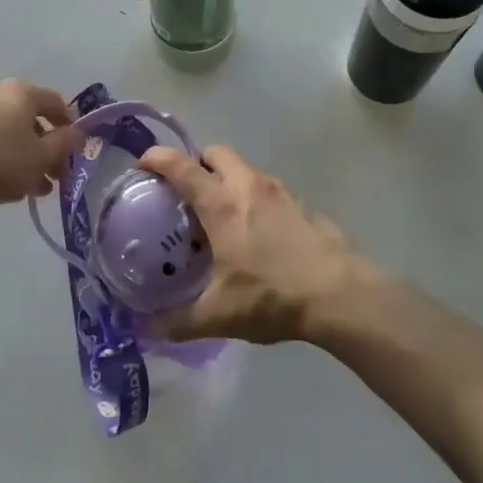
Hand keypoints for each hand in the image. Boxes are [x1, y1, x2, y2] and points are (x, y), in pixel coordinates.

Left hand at [0, 80, 79, 205]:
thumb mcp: (40, 157)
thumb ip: (64, 145)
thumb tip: (78, 134)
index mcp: (23, 92)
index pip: (57, 103)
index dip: (70, 128)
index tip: (73, 153)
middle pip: (30, 119)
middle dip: (44, 149)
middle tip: (51, 178)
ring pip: (7, 130)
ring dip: (21, 156)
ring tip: (26, 188)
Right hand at [137, 144, 375, 344]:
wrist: (340, 295)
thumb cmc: (272, 296)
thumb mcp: (219, 315)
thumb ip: (178, 321)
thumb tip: (146, 329)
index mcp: (222, 205)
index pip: (181, 167)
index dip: (157, 159)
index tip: (142, 166)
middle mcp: (249, 187)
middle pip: (216, 153)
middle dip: (197, 162)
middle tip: (188, 192)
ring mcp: (281, 192)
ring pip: (246, 168)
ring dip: (229, 179)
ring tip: (222, 215)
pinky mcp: (304, 204)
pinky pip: (270, 189)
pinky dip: (256, 198)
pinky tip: (259, 233)